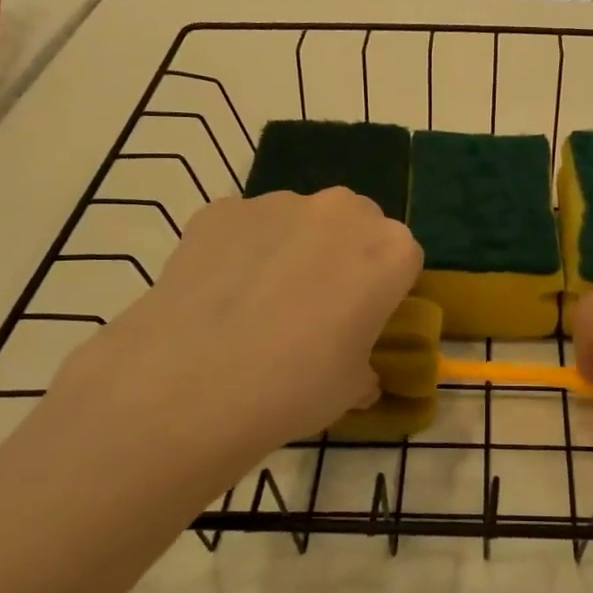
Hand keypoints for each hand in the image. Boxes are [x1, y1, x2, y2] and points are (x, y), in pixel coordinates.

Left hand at [35, 188, 422, 506]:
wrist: (191, 385)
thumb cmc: (295, 388)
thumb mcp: (351, 389)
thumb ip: (364, 367)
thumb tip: (358, 375)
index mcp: (389, 250)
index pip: (401, 258)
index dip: (383, 288)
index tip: (362, 317)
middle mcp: (341, 211)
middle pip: (355, 223)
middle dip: (342, 254)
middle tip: (314, 304)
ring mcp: (277, 203)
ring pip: (298, 219)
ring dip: (290, 247)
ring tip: (256, 301)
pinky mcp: (221, 208)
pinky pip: (243, 225)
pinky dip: (239, 248)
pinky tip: (217, 292)